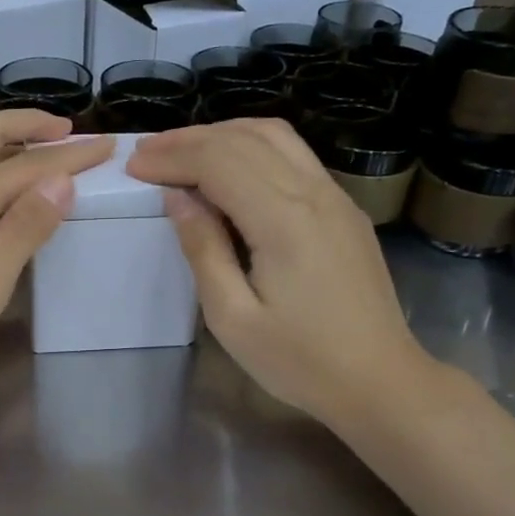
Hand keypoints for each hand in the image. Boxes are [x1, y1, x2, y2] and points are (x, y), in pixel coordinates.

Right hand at [125, 119, 430, 428]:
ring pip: (275, 136)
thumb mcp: (233, 318)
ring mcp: (336, 197)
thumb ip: (203, 250)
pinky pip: (294, 156)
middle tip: (148, 153)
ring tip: (183, 153)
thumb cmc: (300, 361)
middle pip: (244, 139)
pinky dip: (253, 148)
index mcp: (283, 220)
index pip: (218, 161)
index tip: (134, 165)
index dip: (172, 157)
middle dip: (190, 139)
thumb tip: (178, 199)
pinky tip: (230, 170)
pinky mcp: (345, 209)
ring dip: (223, 135)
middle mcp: (314, 193)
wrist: (380, 380)